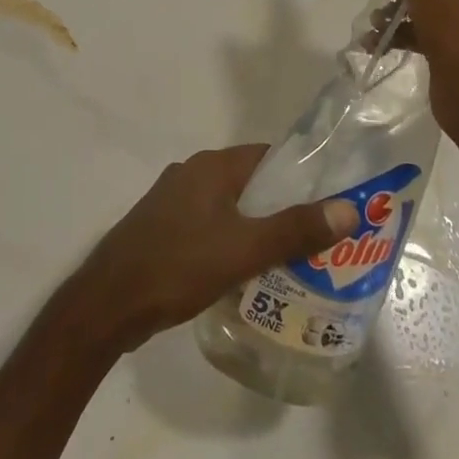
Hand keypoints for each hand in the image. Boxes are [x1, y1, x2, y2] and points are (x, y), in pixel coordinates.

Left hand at [64, 145, 356, 352]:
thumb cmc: (178, 266)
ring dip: (257, 227)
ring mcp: (173, 200)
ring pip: (229, 207)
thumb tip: (348, 208)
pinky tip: (246, 274)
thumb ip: (295, 229)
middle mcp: (192, 173)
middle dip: (283, 207)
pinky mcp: (163, 227)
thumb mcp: (244, 249)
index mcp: (211, 166)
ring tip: (292, 262)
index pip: (268, 157)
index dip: (301, 176)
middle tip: (319, 241)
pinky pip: (209, 226)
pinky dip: (231, 241)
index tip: (330, 203)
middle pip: (250, 183)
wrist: (109, 301)